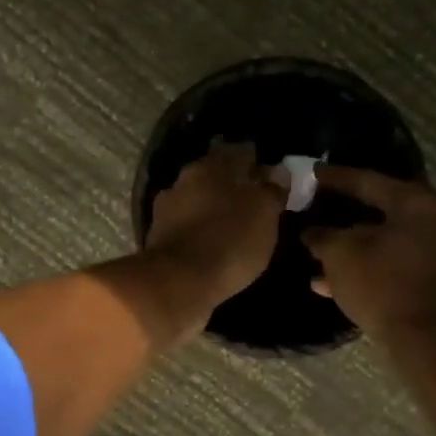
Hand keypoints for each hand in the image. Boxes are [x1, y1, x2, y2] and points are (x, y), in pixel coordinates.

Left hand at [144, 143, 283, 324]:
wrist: (178, 283)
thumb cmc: (229, 240)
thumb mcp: (264, 213)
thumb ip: (272, 189)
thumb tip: (277, 171)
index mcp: (210, 166)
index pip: (239, 152)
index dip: (256, 161)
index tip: (270, 174)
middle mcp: (183, 180)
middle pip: (214, 176)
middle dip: (232, 185)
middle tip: (253, 201)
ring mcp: (166, 210)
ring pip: (197, 201)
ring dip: (213, 209)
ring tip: (234, 225)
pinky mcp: (159, 239)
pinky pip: (187, 227)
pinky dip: (200, 231)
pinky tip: (213, 244)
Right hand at [303, 167, 435, 343]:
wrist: (424, 342)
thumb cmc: (382, 286)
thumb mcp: (340, 255)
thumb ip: (322, 235)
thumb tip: (311, 231)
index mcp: (418, 203)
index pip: (369, 180)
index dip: (336, 177)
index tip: (312, 173)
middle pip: (381, 209)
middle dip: (344, 213)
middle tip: (318, 206)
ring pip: (386, 240)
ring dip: (352, 246)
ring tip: (317, 253)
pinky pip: (395, 262)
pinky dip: (368, 265)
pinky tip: (331, 282)